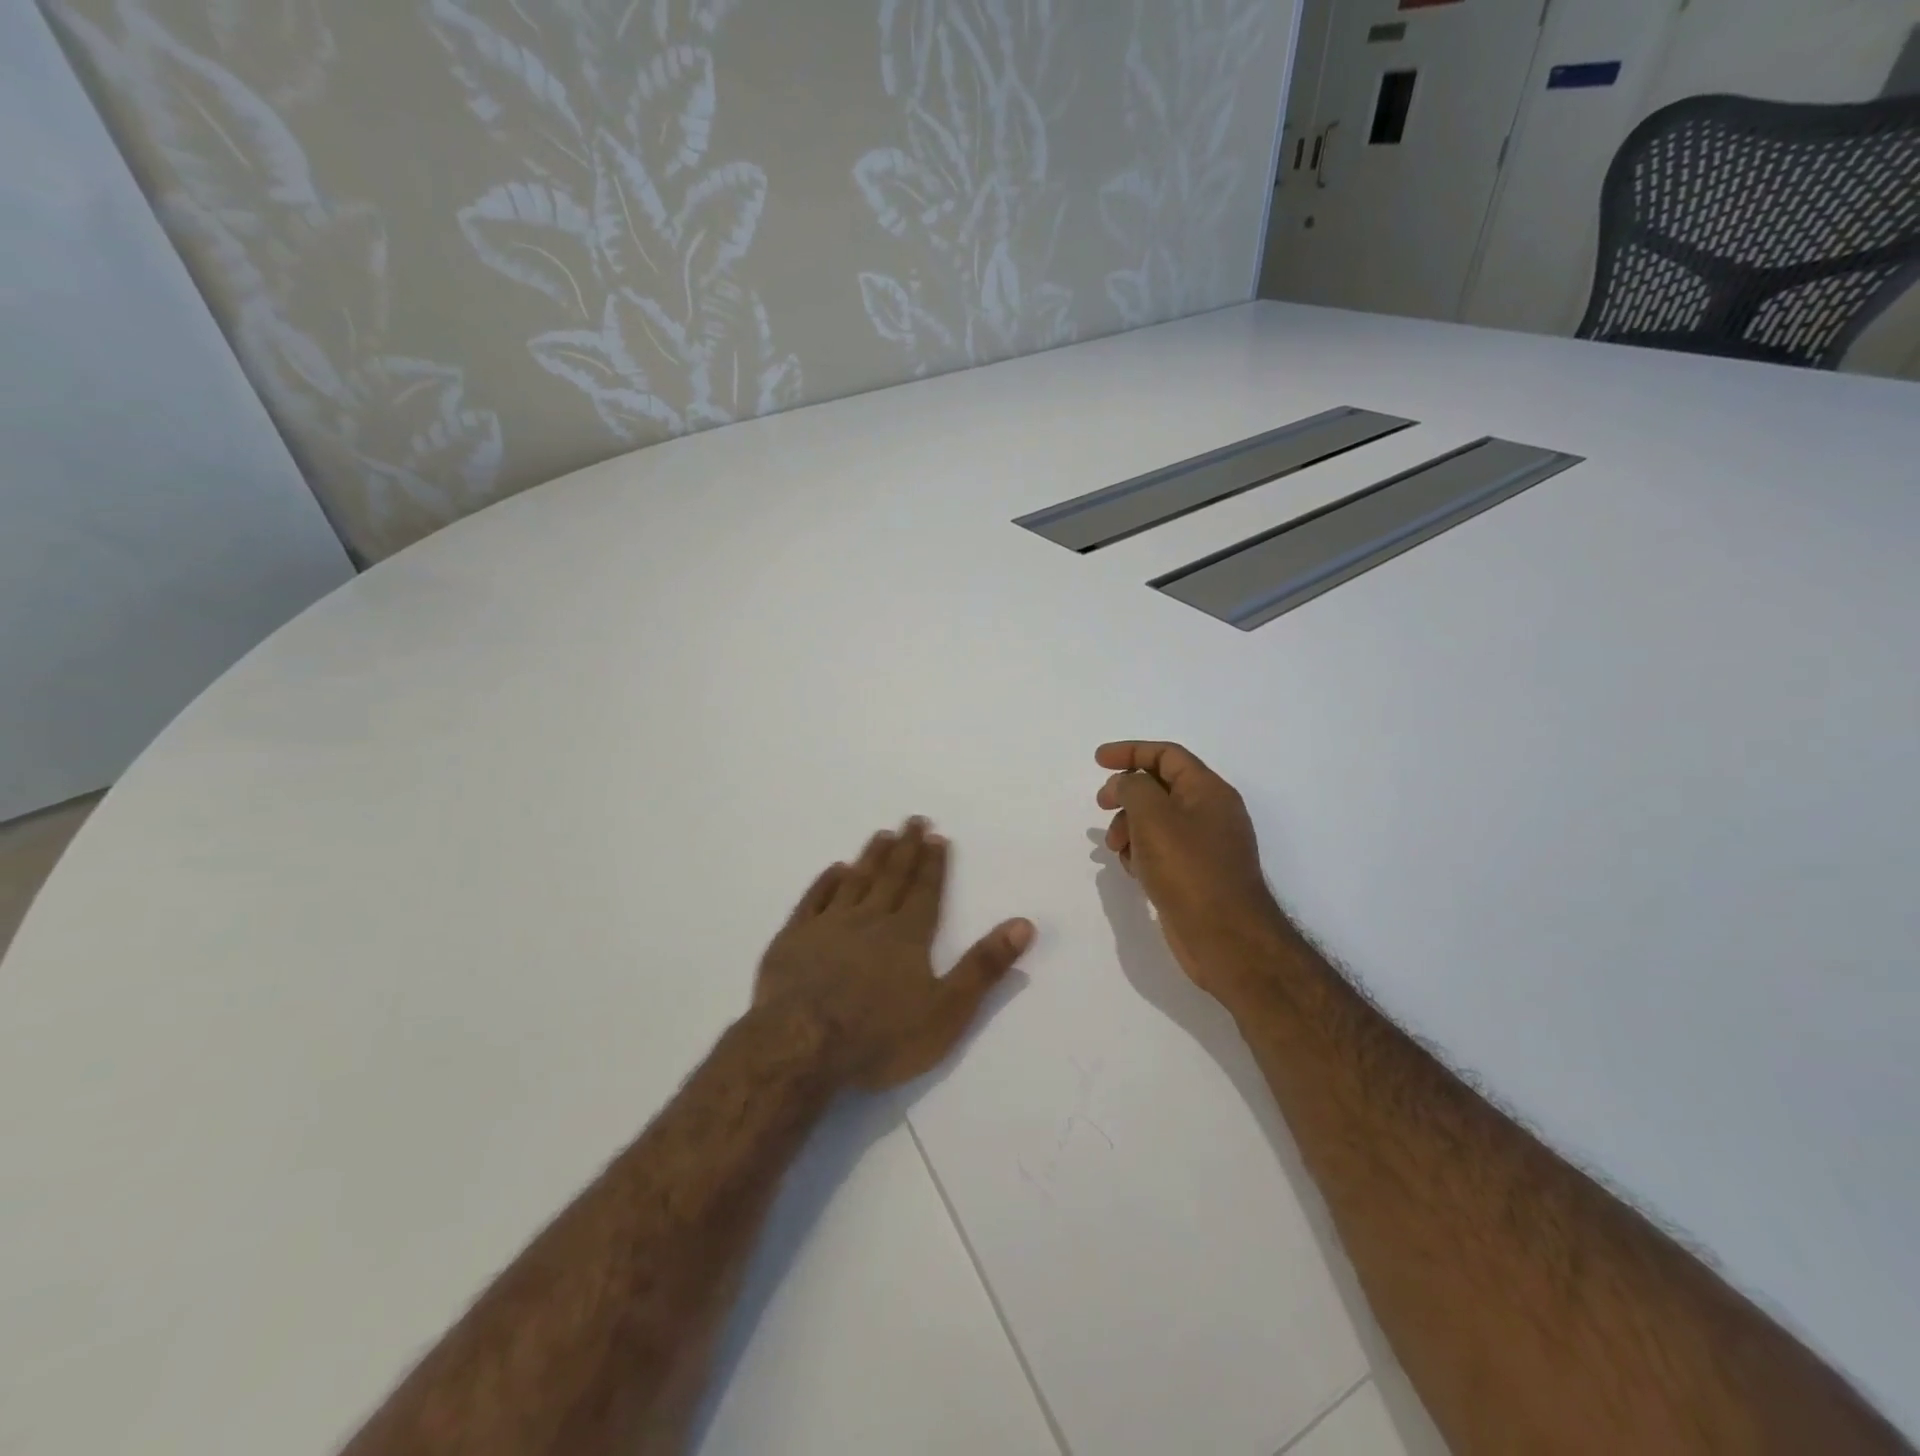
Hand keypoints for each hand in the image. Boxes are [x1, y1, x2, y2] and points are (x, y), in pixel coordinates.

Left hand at [755, 818, 1034, 1091]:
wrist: (800, 1046)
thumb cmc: (880, 1036)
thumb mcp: (947, 1010)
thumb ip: (984, 967)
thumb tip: (1024, 924)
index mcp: (907, 935)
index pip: (925, 891)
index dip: (933, 864)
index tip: (937, 836)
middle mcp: (869, 920)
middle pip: (892, 877)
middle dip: (906, 848)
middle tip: (913, 820)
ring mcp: (828, 926)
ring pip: (855, 881)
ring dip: (870, 857)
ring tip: (881, 835)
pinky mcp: (793, 939)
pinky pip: (813, 900)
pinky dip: (825, 882)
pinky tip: (834, 869)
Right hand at [1096, 741, 1283, 994]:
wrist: (1225, 937)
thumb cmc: (1188, 869)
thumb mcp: (1153, 816)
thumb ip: (1134, 787)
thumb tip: (1126, 784)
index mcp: (1208, 791)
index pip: (1167, 755)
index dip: (1130, 751)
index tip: (1097, 761)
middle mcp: (1211, 813)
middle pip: (1160, 787)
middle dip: (1126, 793)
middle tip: (1100, 805)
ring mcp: (1205, 846)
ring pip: (1157, 821)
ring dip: (1129, 826)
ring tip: (1115, 847)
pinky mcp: (1197, 875)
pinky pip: (1162, 850)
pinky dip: (1141, 852)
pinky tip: (1131, 869)